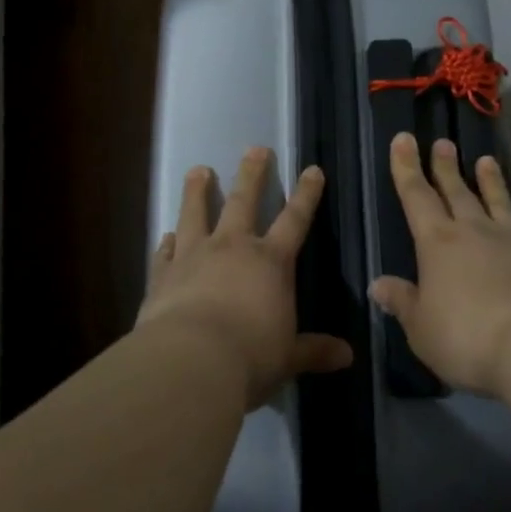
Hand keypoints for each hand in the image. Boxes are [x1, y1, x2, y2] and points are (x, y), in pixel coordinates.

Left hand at [139, 147, 353, 408]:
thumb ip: (314, 351)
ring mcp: (193, 257)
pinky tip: (164, 235)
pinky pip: (164, 252)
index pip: (295, 219)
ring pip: (196, 214)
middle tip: (255, 148)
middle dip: (252, 174)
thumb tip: (348, 356)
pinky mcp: (162, 275)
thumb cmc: (250, 357)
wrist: (189, 363)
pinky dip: (166, 242)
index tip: (312, 170)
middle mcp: (233, 248)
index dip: (306, 194)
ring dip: (198, 191)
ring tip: (198, 171)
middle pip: (244, 201)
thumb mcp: (288, 356)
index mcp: (271, 262)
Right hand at [368, 133, 510, 395]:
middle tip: (441, 142)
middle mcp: (472, 232)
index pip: (416, 197)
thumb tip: (378, 284)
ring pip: (493, 201)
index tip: (403, 139)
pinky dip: (510, 211)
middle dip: (444, 167)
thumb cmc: (467, 336)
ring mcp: (508, 243)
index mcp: (437, 243)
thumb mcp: (422, 328)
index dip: (406, 168)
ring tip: (485, 160)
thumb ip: (403, 302)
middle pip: (455, 191)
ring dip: (487, 180)